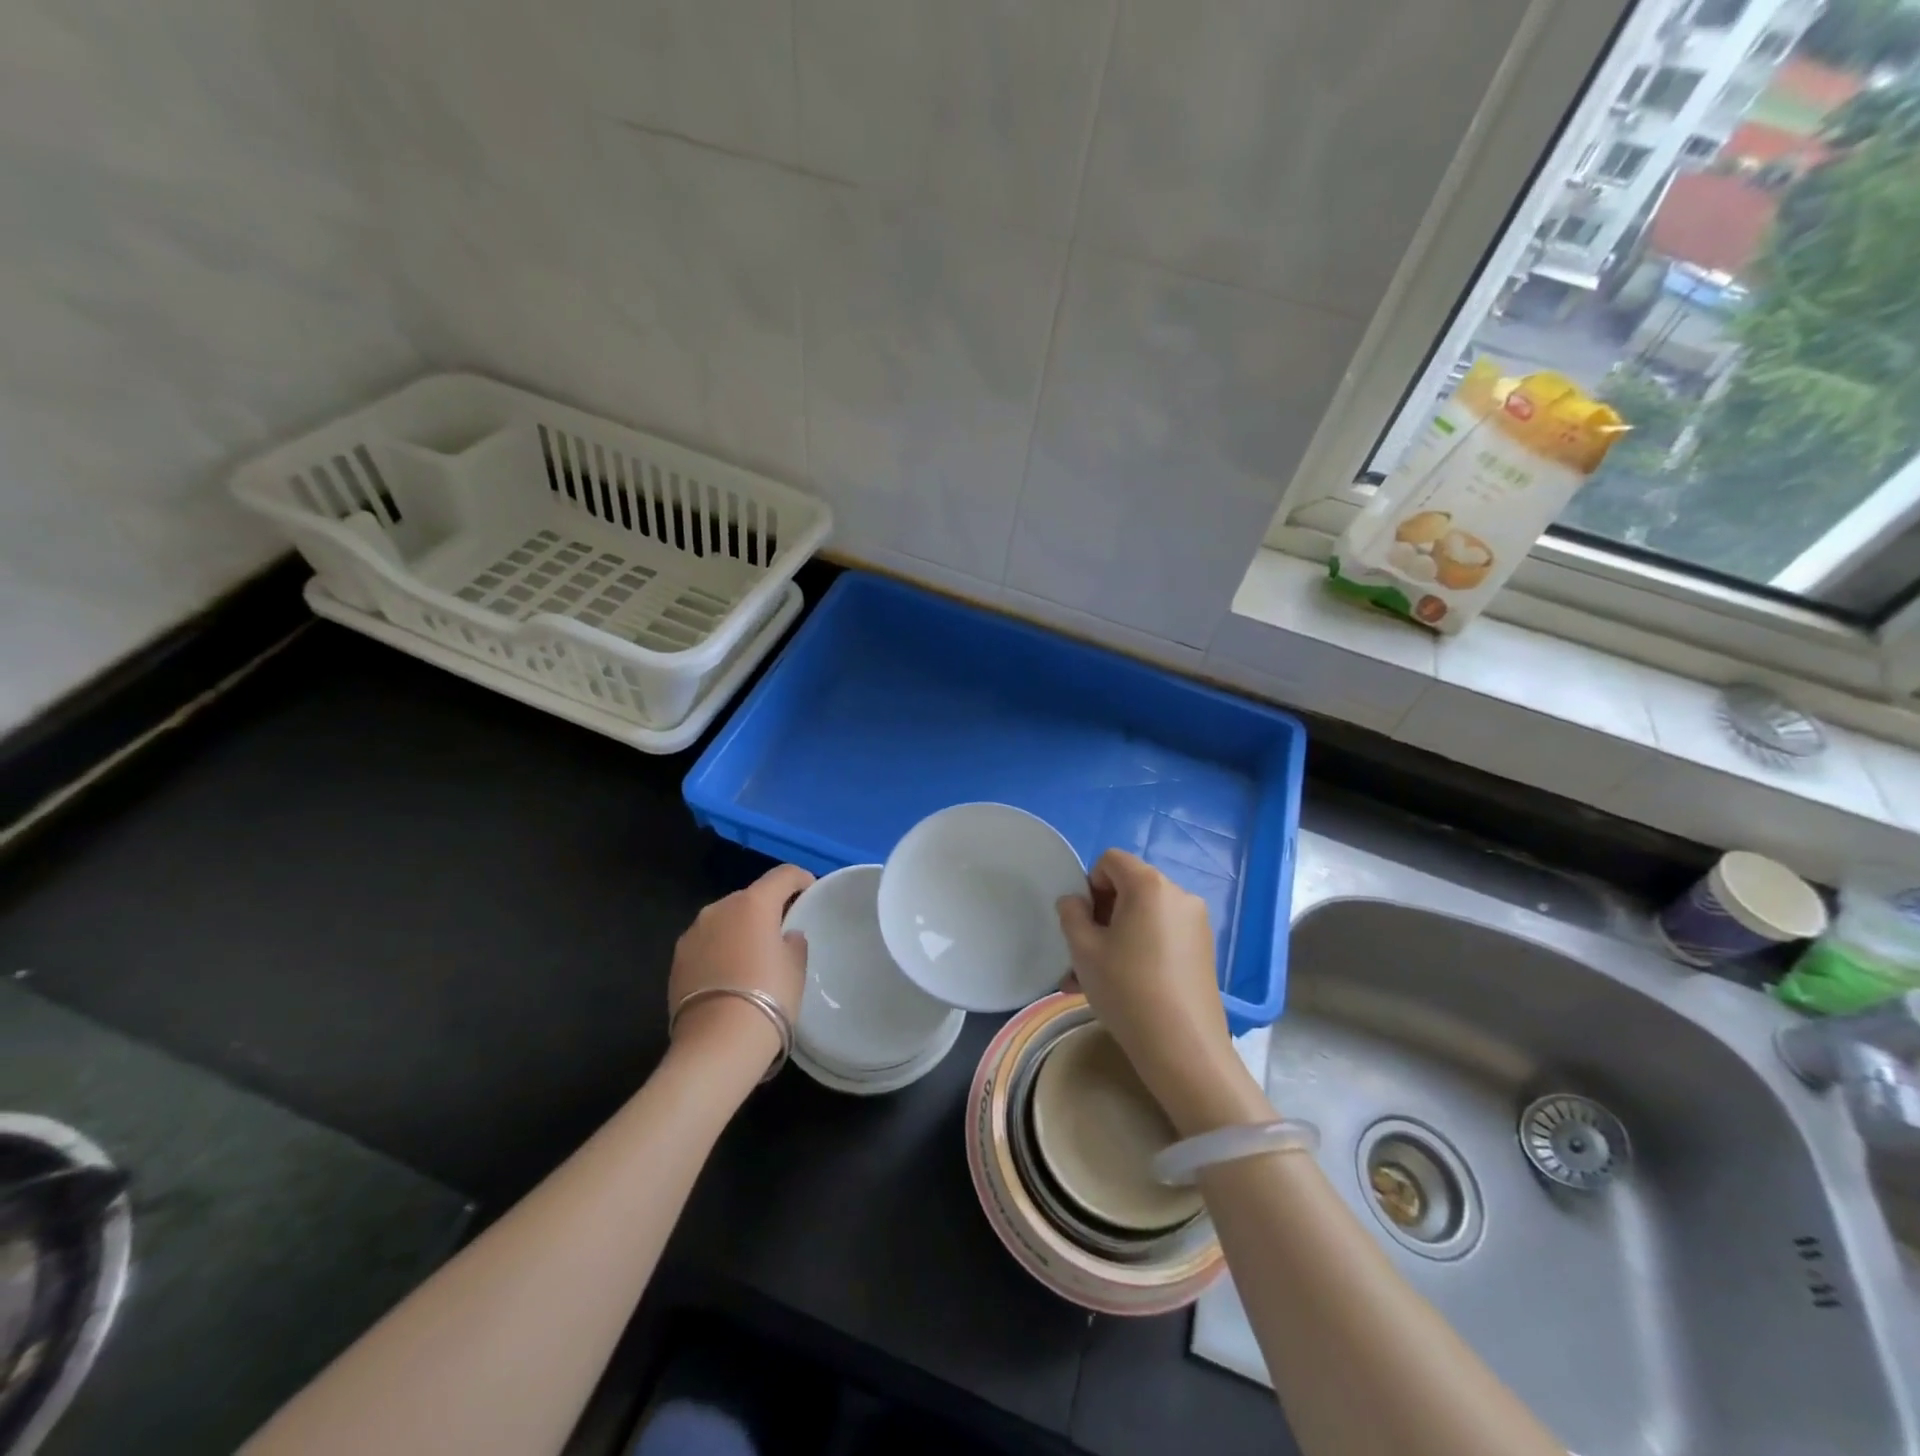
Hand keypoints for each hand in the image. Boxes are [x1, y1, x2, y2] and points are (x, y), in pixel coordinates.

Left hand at [669, 864, 812, 1079]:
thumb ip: (793, 942)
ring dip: (739, 930)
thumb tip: (786, 936)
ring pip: (724, 920)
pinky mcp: (676, 960)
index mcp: (753, 903)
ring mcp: (692, 933)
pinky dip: (719, 950)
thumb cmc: (769, 997)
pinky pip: (706, 943)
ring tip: (752, 957)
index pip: (782, 875)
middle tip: (781, 932)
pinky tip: (729, 976)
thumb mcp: (795, 968)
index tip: (809, 891)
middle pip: (749, 897)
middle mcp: (718, 908)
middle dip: (766, 909)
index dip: (800, 879)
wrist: (717, 1044)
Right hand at [1058, 851, 1267, 1135]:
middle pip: (1129, 888)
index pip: (1111, 860)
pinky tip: (1123, 987)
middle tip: (1082, 954)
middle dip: (1101, 915)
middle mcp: (1178, 895)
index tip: (1083, 923)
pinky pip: (1161, 936)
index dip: (1089, 884)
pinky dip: (1139, 949)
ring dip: (1115, 937)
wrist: (1183, 1048)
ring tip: (1093, 980)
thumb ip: (1072, 914)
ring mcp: (1196, 924)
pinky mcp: (1204, 950)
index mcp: (1149, 885)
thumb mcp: (1084, 950)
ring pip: (1143, 917)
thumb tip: (1075, 901)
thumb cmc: (1127, 989)